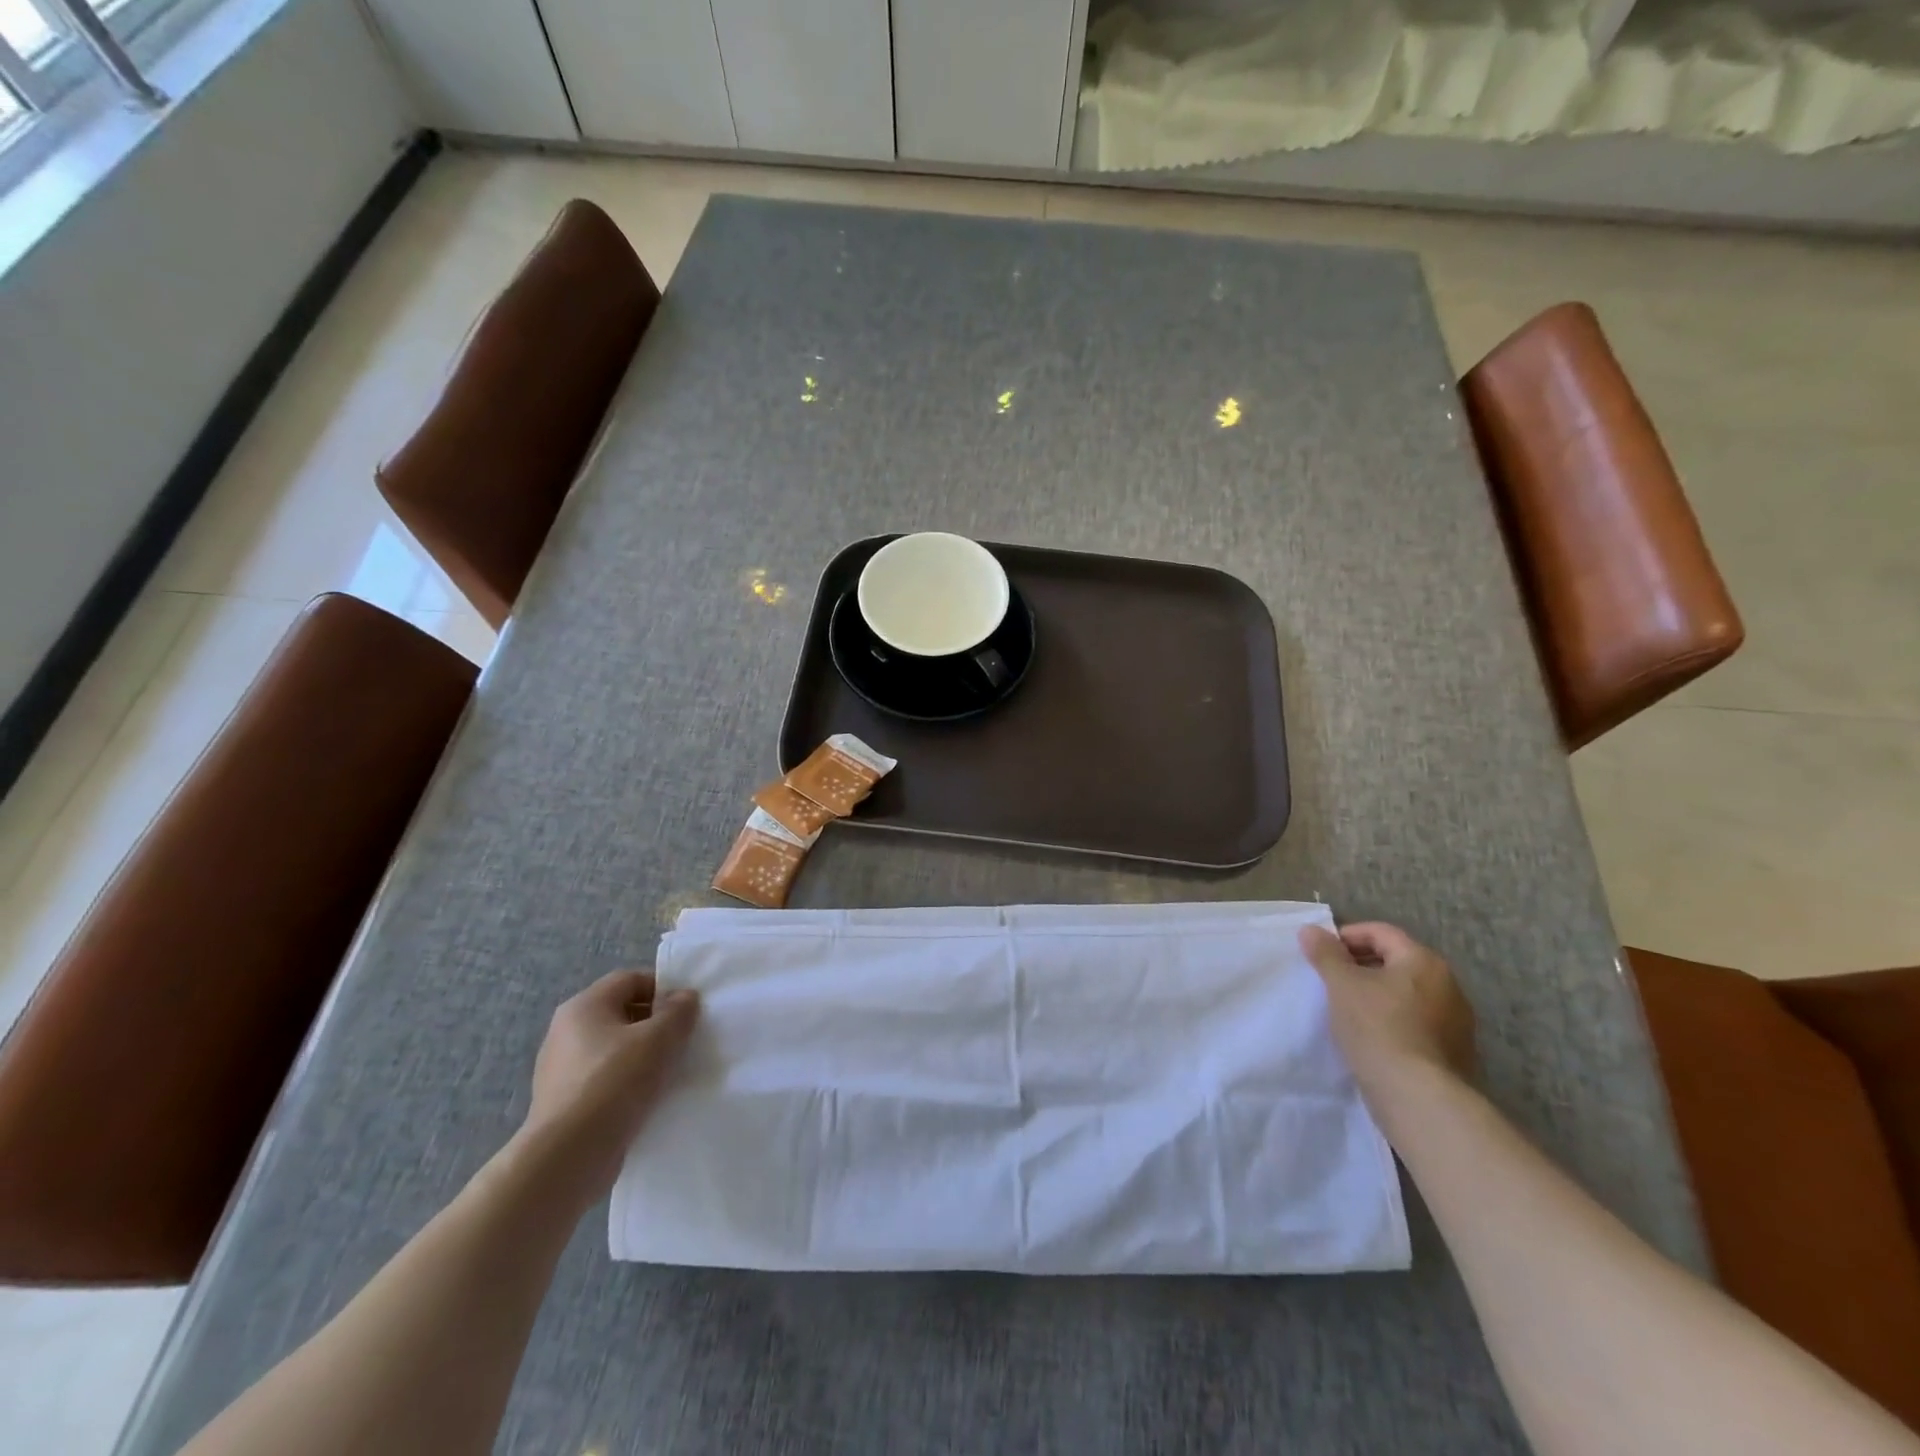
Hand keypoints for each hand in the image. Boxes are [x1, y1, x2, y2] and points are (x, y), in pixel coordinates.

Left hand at [522, 969, 699, 1194]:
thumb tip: (684, 997)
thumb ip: (678, 1011)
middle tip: (684, 1040)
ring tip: (670, 1072)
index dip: (663, 988)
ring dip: (644, 1055)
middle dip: (656, 1023)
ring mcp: (561, 1069)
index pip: (630, 980)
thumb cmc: (614, 1082)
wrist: (567, 1157)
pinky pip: (605, 1080)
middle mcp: (566, 1031)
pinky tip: (647, 1099)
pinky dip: (628, 1083)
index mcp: (583, 1006)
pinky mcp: (564, 1103)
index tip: (688, 1010)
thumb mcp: (659, 1038)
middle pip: (622, 1013)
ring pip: (615, 1049)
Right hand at [1300, 923, 1476, 1104]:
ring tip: (1347, 1010)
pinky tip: (1372, 1037)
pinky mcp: (1455, 1052)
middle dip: (1361, 966)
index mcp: (1423, 961)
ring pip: (1407, 993)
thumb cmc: (1377, 1028)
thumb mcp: (1341, 985)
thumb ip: (1325, 954)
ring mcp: (1456, 1021)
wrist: (1418, 1097)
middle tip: (1330, 980)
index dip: (1346, 937)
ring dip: (1377, 994)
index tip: (1321, 954)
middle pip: (1396, 961)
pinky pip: (1417, 1022)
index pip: (1380, 932)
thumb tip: (1311, 930)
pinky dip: (1393, 1019)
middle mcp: (1448, 984)